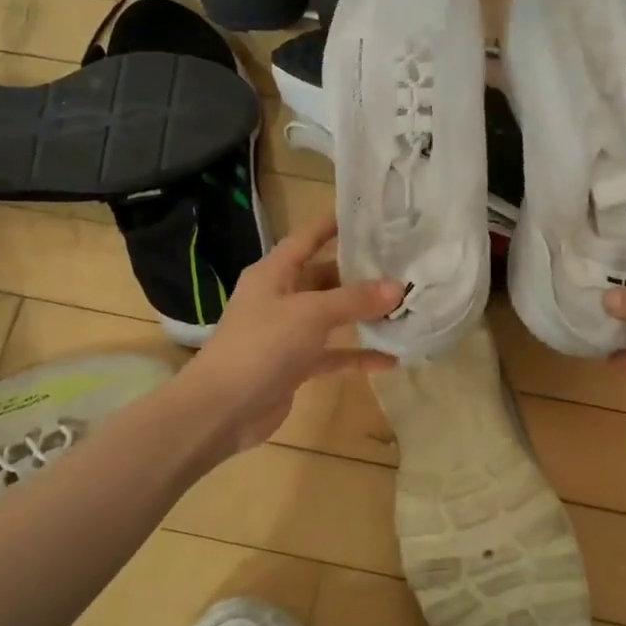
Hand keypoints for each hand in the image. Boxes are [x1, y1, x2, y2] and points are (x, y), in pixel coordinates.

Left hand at [182, 214, 401, 455]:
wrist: (222, 410)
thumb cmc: (262, 345)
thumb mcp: (311, 313)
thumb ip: (355, 299)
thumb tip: (398, 287)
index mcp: (273, 273)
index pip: (306, 238)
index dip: (333, 224)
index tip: (369, 215)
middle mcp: (280, 297)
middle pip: (324, 277)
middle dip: (359, 273)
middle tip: (401, 264)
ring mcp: (287, 333)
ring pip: (331, 316)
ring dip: (362, 314)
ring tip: (403, 306)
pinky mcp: (294, 366)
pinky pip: (332, 354)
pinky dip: (357, 355)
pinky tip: (390, 359)